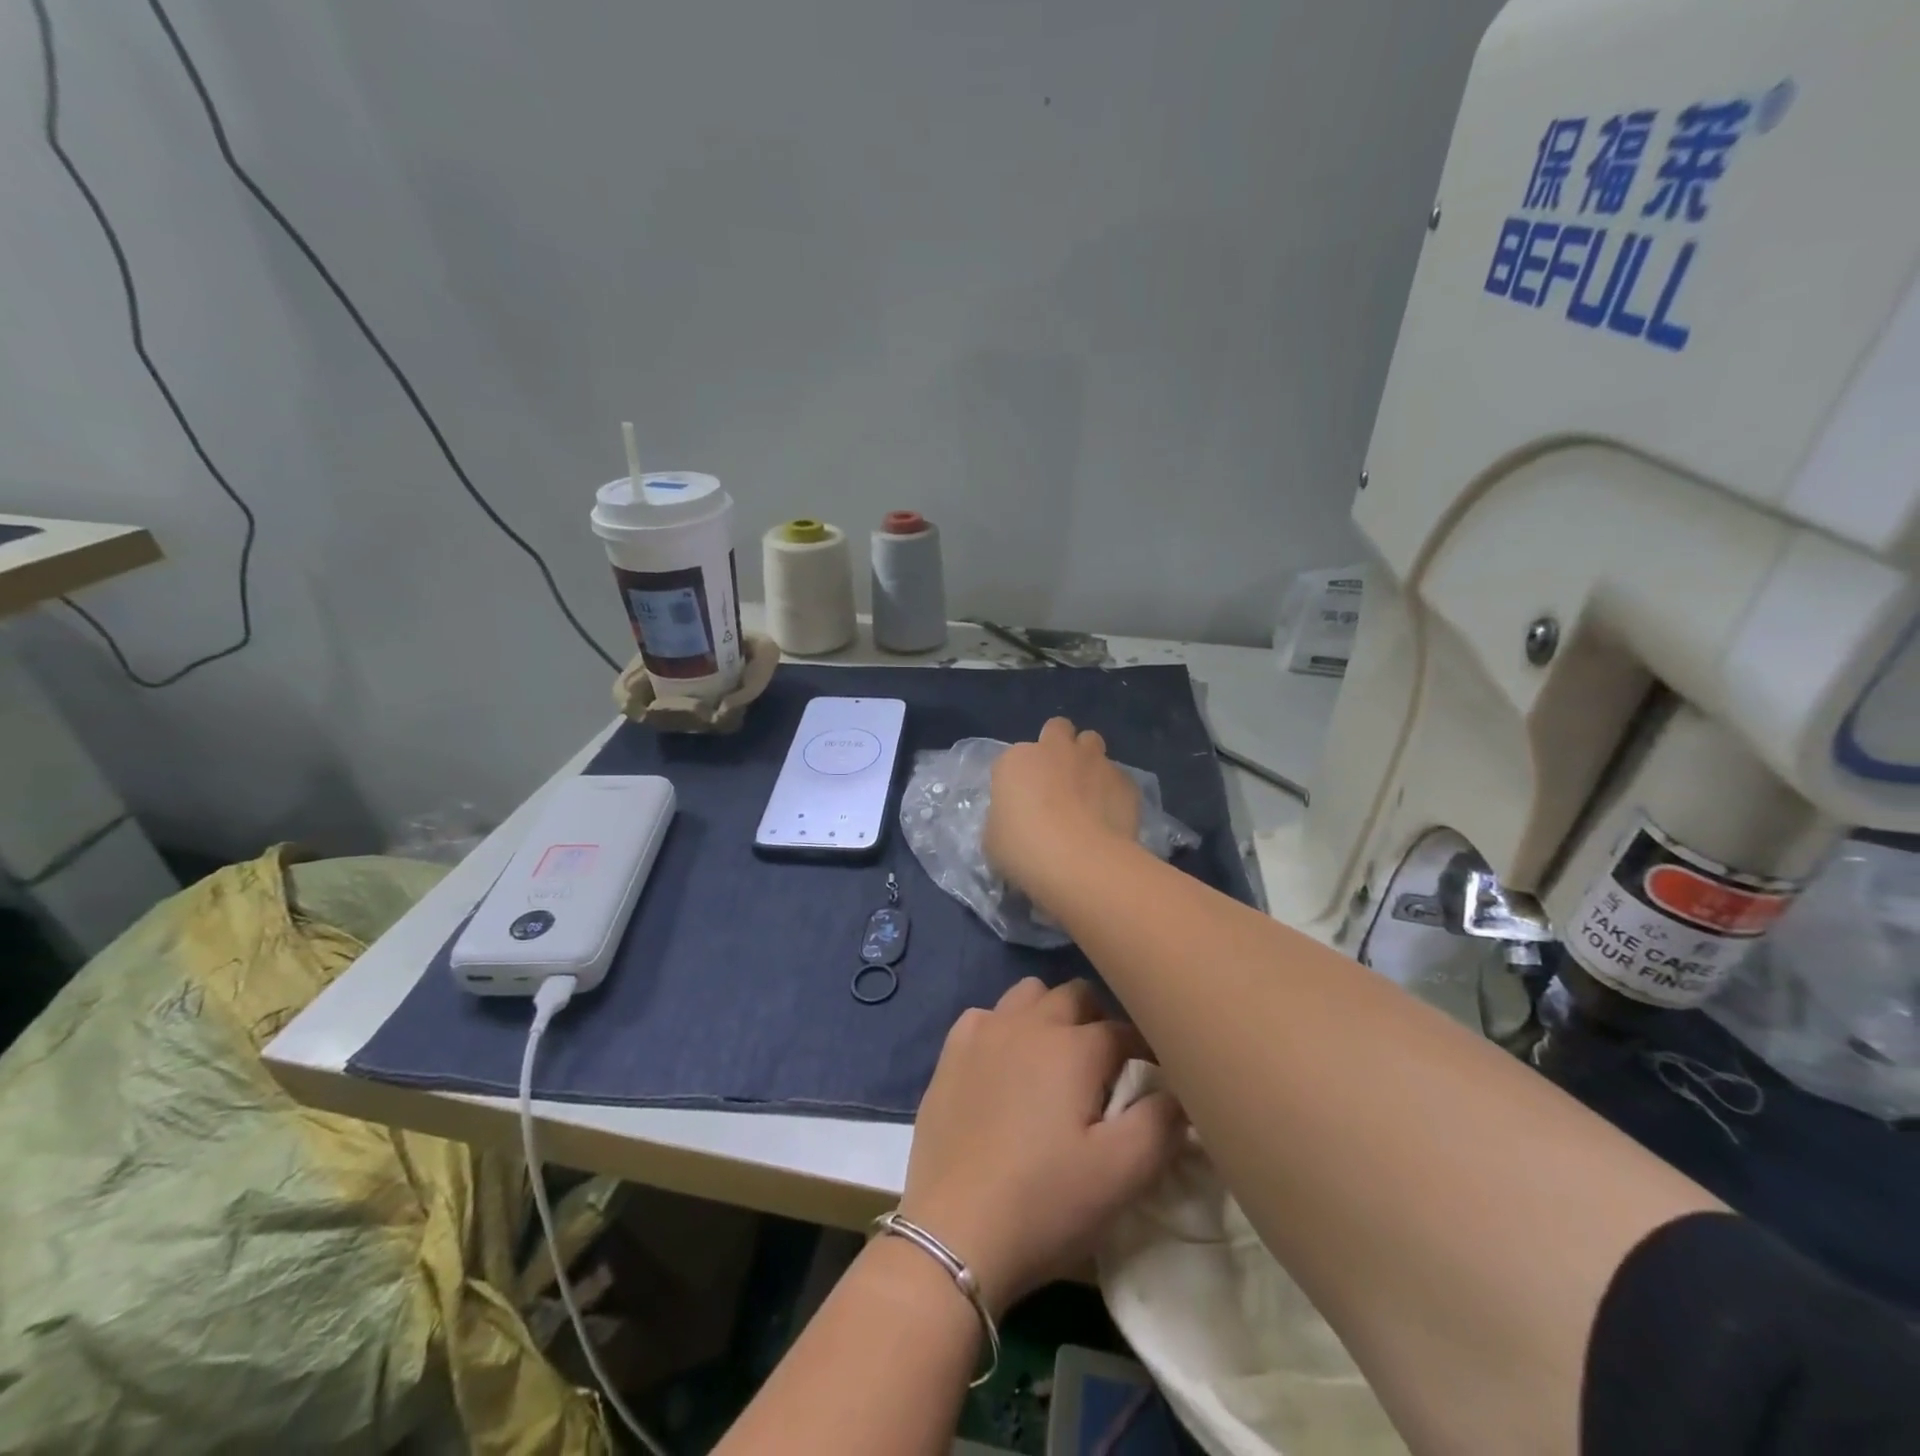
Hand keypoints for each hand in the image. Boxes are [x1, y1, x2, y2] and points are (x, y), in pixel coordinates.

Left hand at [898, 978, 1183, 1316]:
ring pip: (1029, 994)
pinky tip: (1004, 1066)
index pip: (1123, 1030)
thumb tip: (1177, 1091)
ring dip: (1049, 1014)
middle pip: (1076, 995)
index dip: (1144, 1051)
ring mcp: (985, 1032)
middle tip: (1104, 1068)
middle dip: (1098, 1020)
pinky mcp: (951, 1052)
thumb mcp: (1121, 1175)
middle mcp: (1030, 1023)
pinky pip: (986, 1016)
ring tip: (1055, 1060)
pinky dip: (1003, 1028)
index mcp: (1074, 1047)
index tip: (1152, 1078)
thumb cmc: (1045, 1202)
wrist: (954, 1231)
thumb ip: (1161, 1124)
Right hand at [984, 718, 1142, 903]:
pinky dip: (1113, 791)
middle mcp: (1056, 750)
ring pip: (1092, 742)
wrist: (1080, 862)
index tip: (1019, 803)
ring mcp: (1094, 761)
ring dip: (1088, 760)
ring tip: (1087, 792)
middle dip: (1057, 747)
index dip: (1017, 778)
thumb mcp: (994, 838)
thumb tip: (1017, 819)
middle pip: (1057, 730)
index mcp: (1017, 760)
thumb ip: (1005, 817)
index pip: (1012, 758)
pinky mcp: (1125, 781)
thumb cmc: (1024, 850)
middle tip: (1055, 780)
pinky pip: (1118, 778)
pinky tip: (1110, 817)